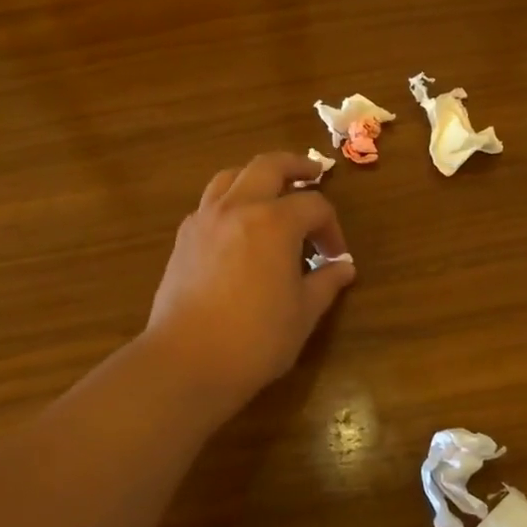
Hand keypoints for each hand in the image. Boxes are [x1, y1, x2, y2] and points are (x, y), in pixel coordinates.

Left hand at [142, 152, 355, 411]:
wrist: (187, 361)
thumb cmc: (255, 339)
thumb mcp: (303, 313)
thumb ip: (325, 283)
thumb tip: (343, 267)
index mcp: (274, 221)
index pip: (314, 206)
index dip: (331, 228)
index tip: (335, 256)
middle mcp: (238, 207)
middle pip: (269, 166)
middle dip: (295, 166)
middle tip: (313, 174)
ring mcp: (205, 219)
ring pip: (232, 176)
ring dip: (257, 176)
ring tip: (271, 192)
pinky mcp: (184, 238)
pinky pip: (211, 202)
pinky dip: (230, 200)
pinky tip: (239, 226)